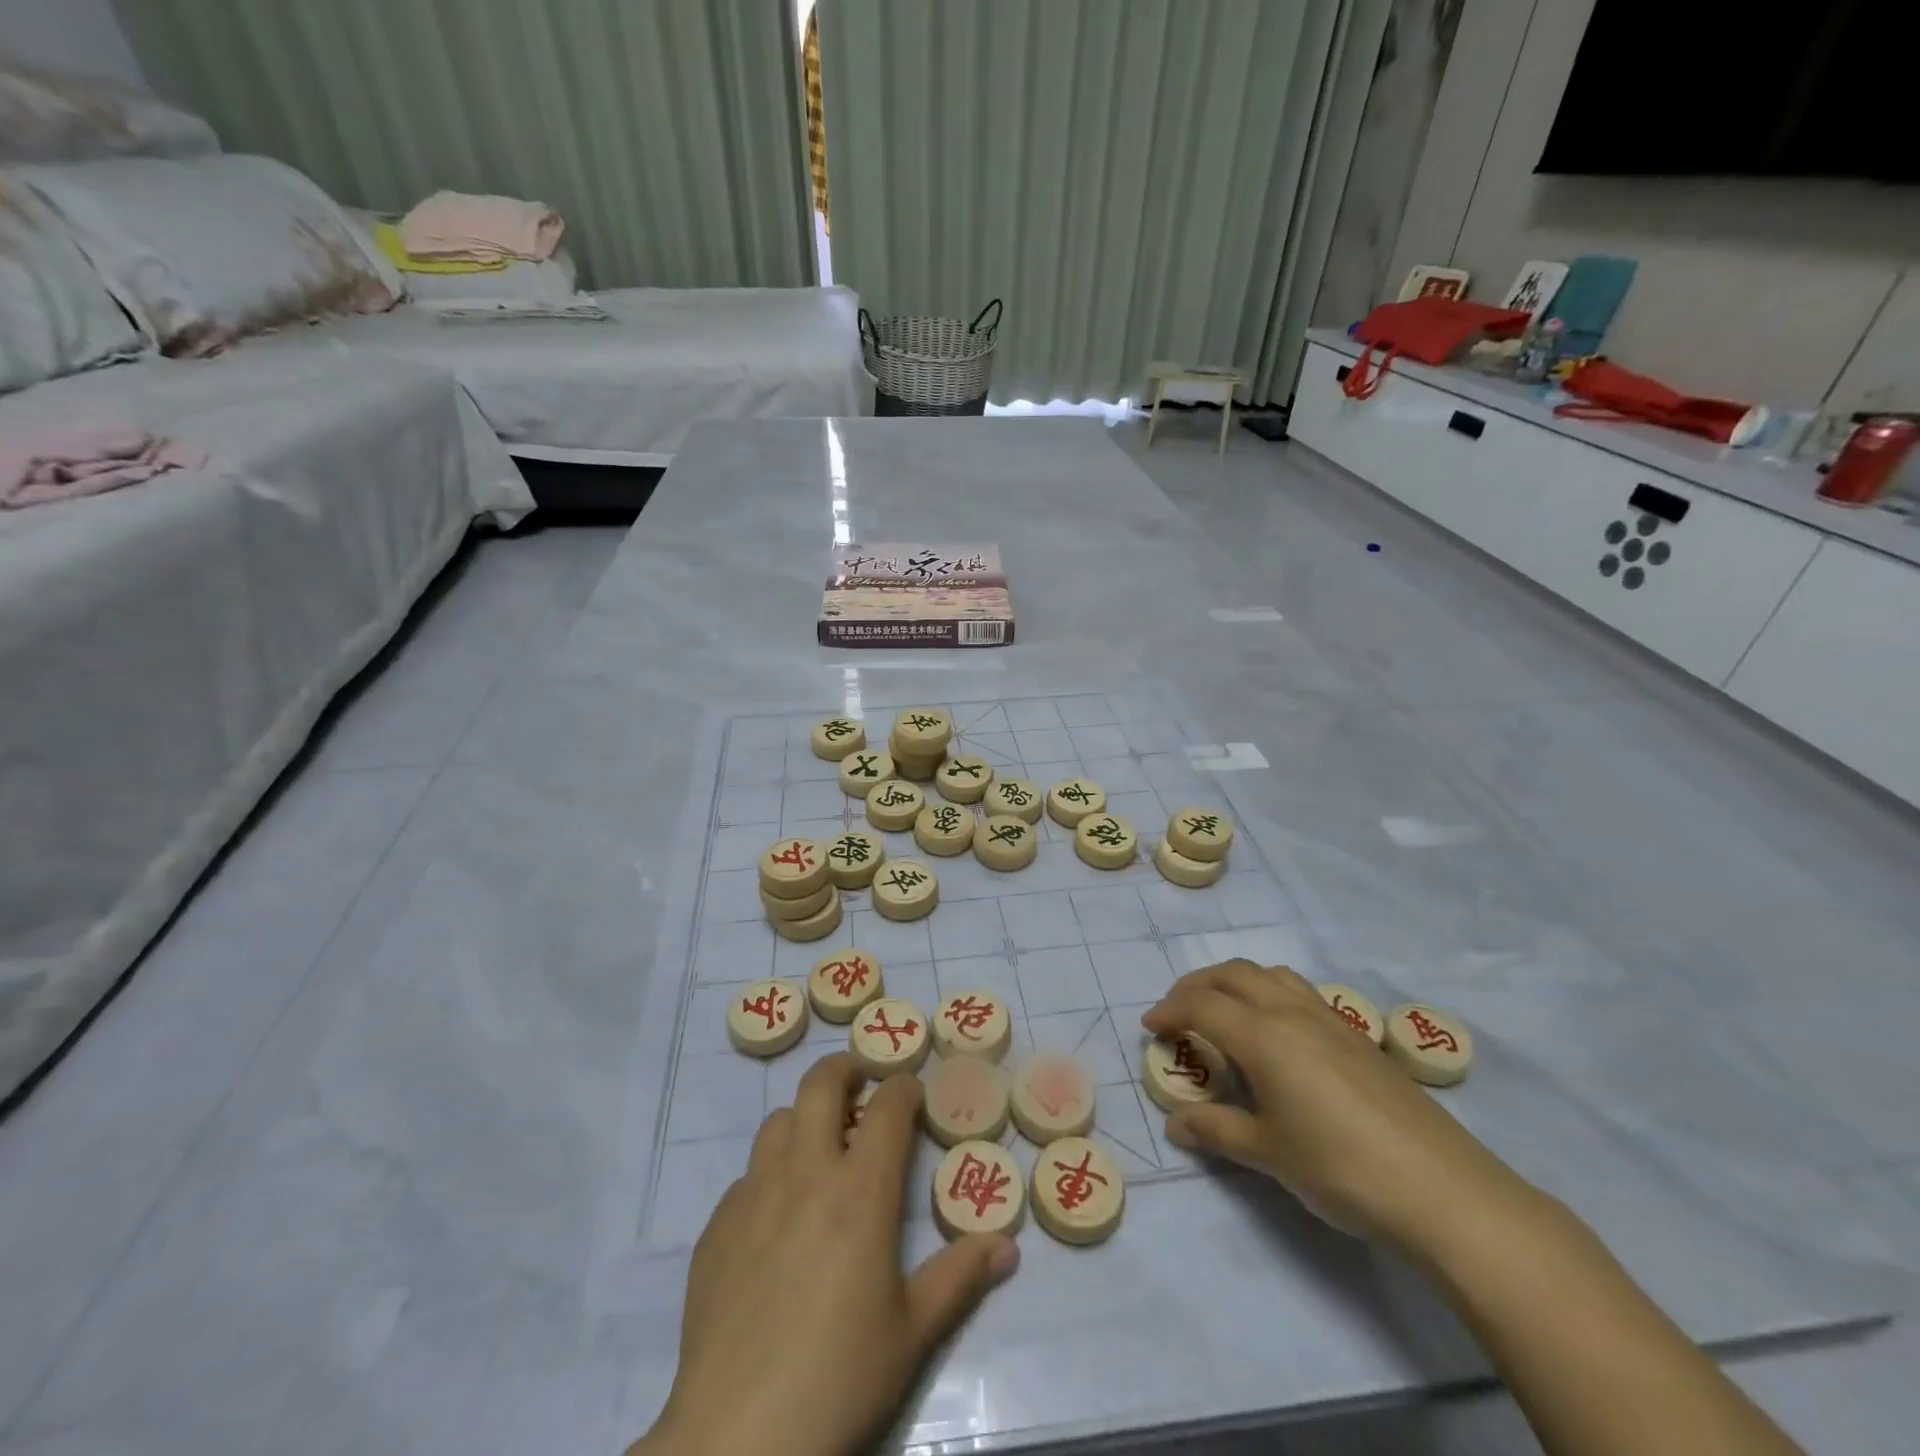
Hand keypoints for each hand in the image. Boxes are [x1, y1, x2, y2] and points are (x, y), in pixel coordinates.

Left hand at [632, 1054, 1019, 1455]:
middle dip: (848, 1068)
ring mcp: (754, 1194)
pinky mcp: (717, 1225)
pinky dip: (773, 1172)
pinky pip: (748, 1174)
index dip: (905, 1087)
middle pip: (821, 1083)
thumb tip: (1007, 1246)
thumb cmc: (839, 1377)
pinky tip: (780, 1217)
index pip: (888, 1106)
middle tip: (865, 1087)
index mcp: (860, 1191)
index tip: (915, 1093)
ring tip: (824, 1149)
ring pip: (780, 1120)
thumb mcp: (913, 1333)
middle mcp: (805, 1173)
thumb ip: (960, 1278)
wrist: (736, 1436)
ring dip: (807, 1118)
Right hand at [1142, 961, 1528, 1255]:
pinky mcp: (1358, 1038)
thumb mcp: (1268, 1154)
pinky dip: (1270, 994)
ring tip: (1223, 1011)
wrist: (1446, 1191)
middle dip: (1196, 985)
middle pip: (1233, 974)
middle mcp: (1292, 1013)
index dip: (1169, 1011)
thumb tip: (1175, 1122)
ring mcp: (1330, 1021)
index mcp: (1263, 1036)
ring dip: (1235, 982)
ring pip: (1271, 975)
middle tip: (1177, 1012)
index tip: (1149, 1028)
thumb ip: (1216, 1130)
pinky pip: (1300, 993)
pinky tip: (1277, 1035)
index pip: (1201, 1005)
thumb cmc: (1342, 1169)